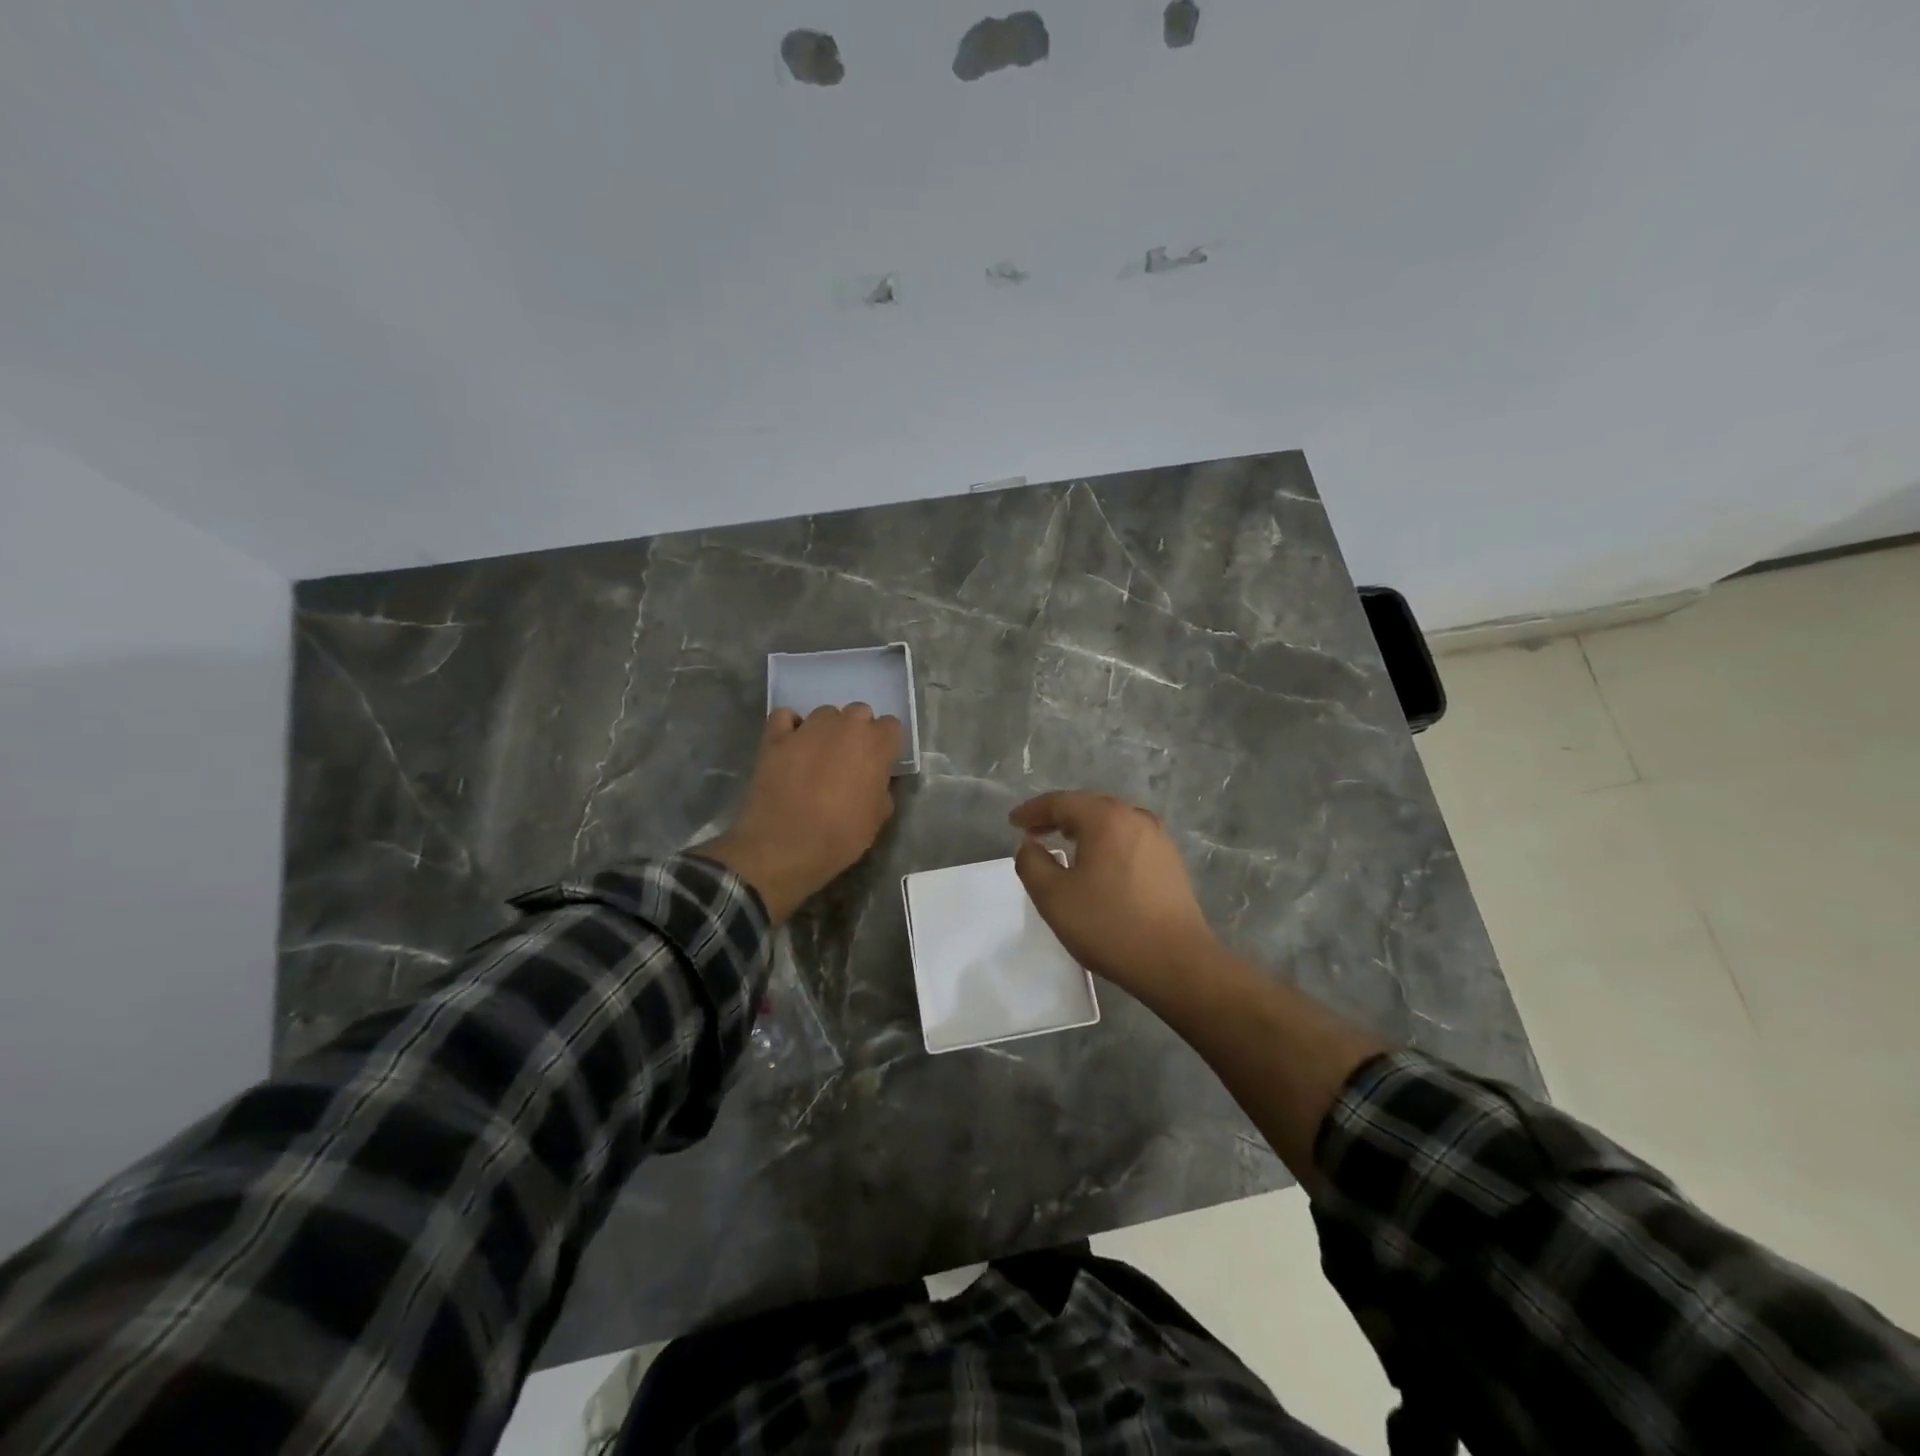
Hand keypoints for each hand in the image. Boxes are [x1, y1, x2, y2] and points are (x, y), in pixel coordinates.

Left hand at [699, 705, 902, 921]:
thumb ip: (882, 787)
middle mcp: (845, 725)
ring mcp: (808, 727)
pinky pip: (786, 717)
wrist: (785, 846)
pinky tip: (791, 745)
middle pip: (859, 713)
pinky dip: (791, 726)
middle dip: (857, 732)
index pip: (891, 725)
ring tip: (817, 756)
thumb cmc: (840, 836)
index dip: (885, 745)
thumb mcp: (878, 817)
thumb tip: (874, 779)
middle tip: (849, 760)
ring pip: (825, 713)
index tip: (879, 764)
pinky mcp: (776, 736)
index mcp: (876, 744)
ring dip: (827, 729)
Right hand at [1009, 791, 1219, 1001]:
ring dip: (1083, 829)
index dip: (1032, 811)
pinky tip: (1098, 863)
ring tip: (1062, 843)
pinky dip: (1105, 843)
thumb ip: (1032, 863)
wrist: (1177, 963)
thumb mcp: (1053, 897)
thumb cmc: (1109, 925)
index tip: (1012, 822)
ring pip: (1111, 822)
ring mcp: (1158, 838)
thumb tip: (1030, 846)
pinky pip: (1128, 839)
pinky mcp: (1170, 861)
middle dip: (1057, 816)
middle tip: (1033, 831)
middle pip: (1088, 806)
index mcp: (1106, 818)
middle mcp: (1135, 817)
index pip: (1060, 802)